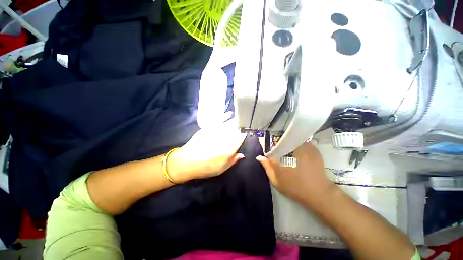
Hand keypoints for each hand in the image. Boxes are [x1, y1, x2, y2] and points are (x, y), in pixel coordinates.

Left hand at [167, 120, 246, 182]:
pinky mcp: (208, 128)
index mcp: (227, 151)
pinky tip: (229, 113)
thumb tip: (242, 155)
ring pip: (229, 124)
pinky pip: (219, 120)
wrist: (186, 162)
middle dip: (241, 126)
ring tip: (240, 117)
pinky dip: (225, 116)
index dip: (243, 135)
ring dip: (236, 120)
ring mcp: (215, 133)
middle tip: (245, 123)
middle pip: (235, 130)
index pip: (239, 140)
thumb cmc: (205, 168)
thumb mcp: (221, 169)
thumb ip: (232, 161)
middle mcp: (223, 140)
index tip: (246, 132)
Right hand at [256, 142, 335, 204]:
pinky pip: (301, 142)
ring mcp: (303, 147)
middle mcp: (291, 148)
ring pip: (292, 139)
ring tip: (288, 150)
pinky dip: (298, 144)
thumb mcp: (276, 180)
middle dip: (278, 142)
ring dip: (288, 143)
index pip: (270, 144)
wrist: (318, 193)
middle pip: (281, 140)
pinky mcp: (312, 148)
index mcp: (281, 156)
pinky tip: (298, 152)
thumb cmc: (294, 188)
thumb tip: (259, 157)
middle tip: (278, 150)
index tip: (268, 148)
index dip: (268, 145)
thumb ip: (267, 167)